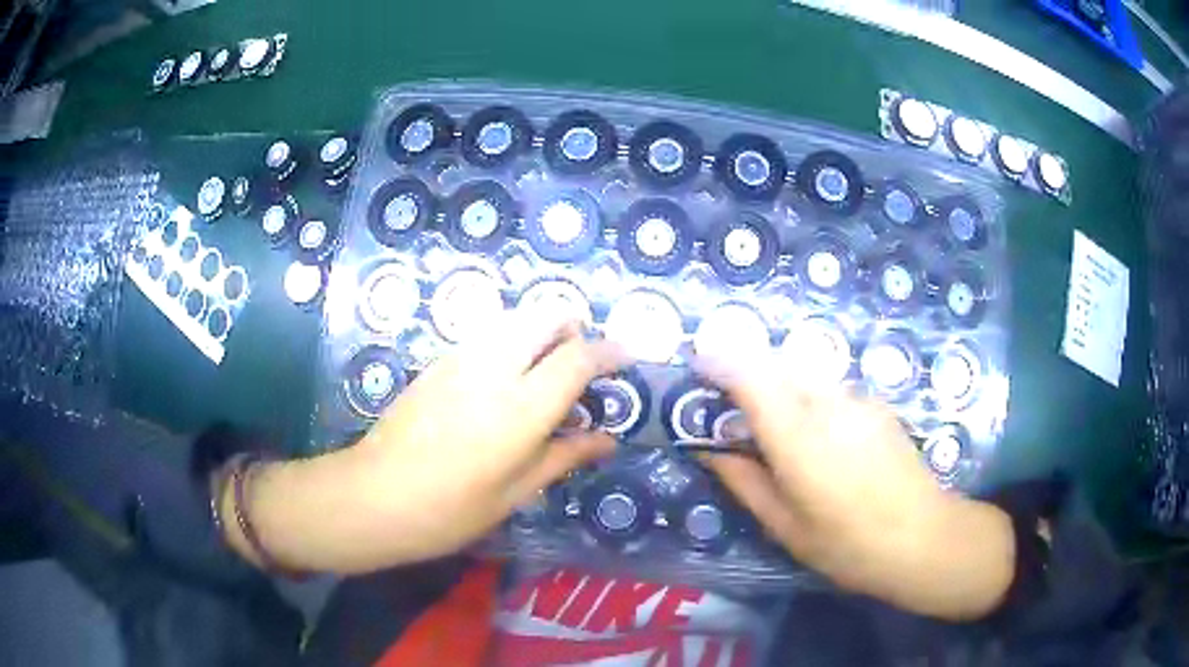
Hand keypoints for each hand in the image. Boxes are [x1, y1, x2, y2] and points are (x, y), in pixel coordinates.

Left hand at [222, 310, 624, 573]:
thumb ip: (565, 455)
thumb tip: (608, 439)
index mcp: (522, 407)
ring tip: (544, 375)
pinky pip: (488, 336)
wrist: (374, 495)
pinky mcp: (438, 361)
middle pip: (546, 316)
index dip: (609, 352)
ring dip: (541, 334)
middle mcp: (495, 367)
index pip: (579, 357)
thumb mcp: (516, 491)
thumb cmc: (450, 509)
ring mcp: (461, 358)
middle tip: (580, 365)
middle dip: (573, 328)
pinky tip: (504, 384)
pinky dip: (511, 344)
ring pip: (515, 320)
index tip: (627, 356)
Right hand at [696, 356, 1014, 619]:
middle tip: (730, 419)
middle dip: (744, 381)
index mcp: (798, 436)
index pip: (749, 373)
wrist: (924, 537)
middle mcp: (827, 401)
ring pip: (802, 378)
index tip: (694, 371)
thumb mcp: (783, 525)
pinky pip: (829, 391)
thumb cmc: (847, 545)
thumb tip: (707, 447)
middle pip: (774, 367)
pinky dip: (809, 403)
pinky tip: (822, 445)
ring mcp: (857, 397)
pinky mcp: (875, 403)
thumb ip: (742, 478)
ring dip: (779, 394)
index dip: (716, 362)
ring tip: (778, 438)